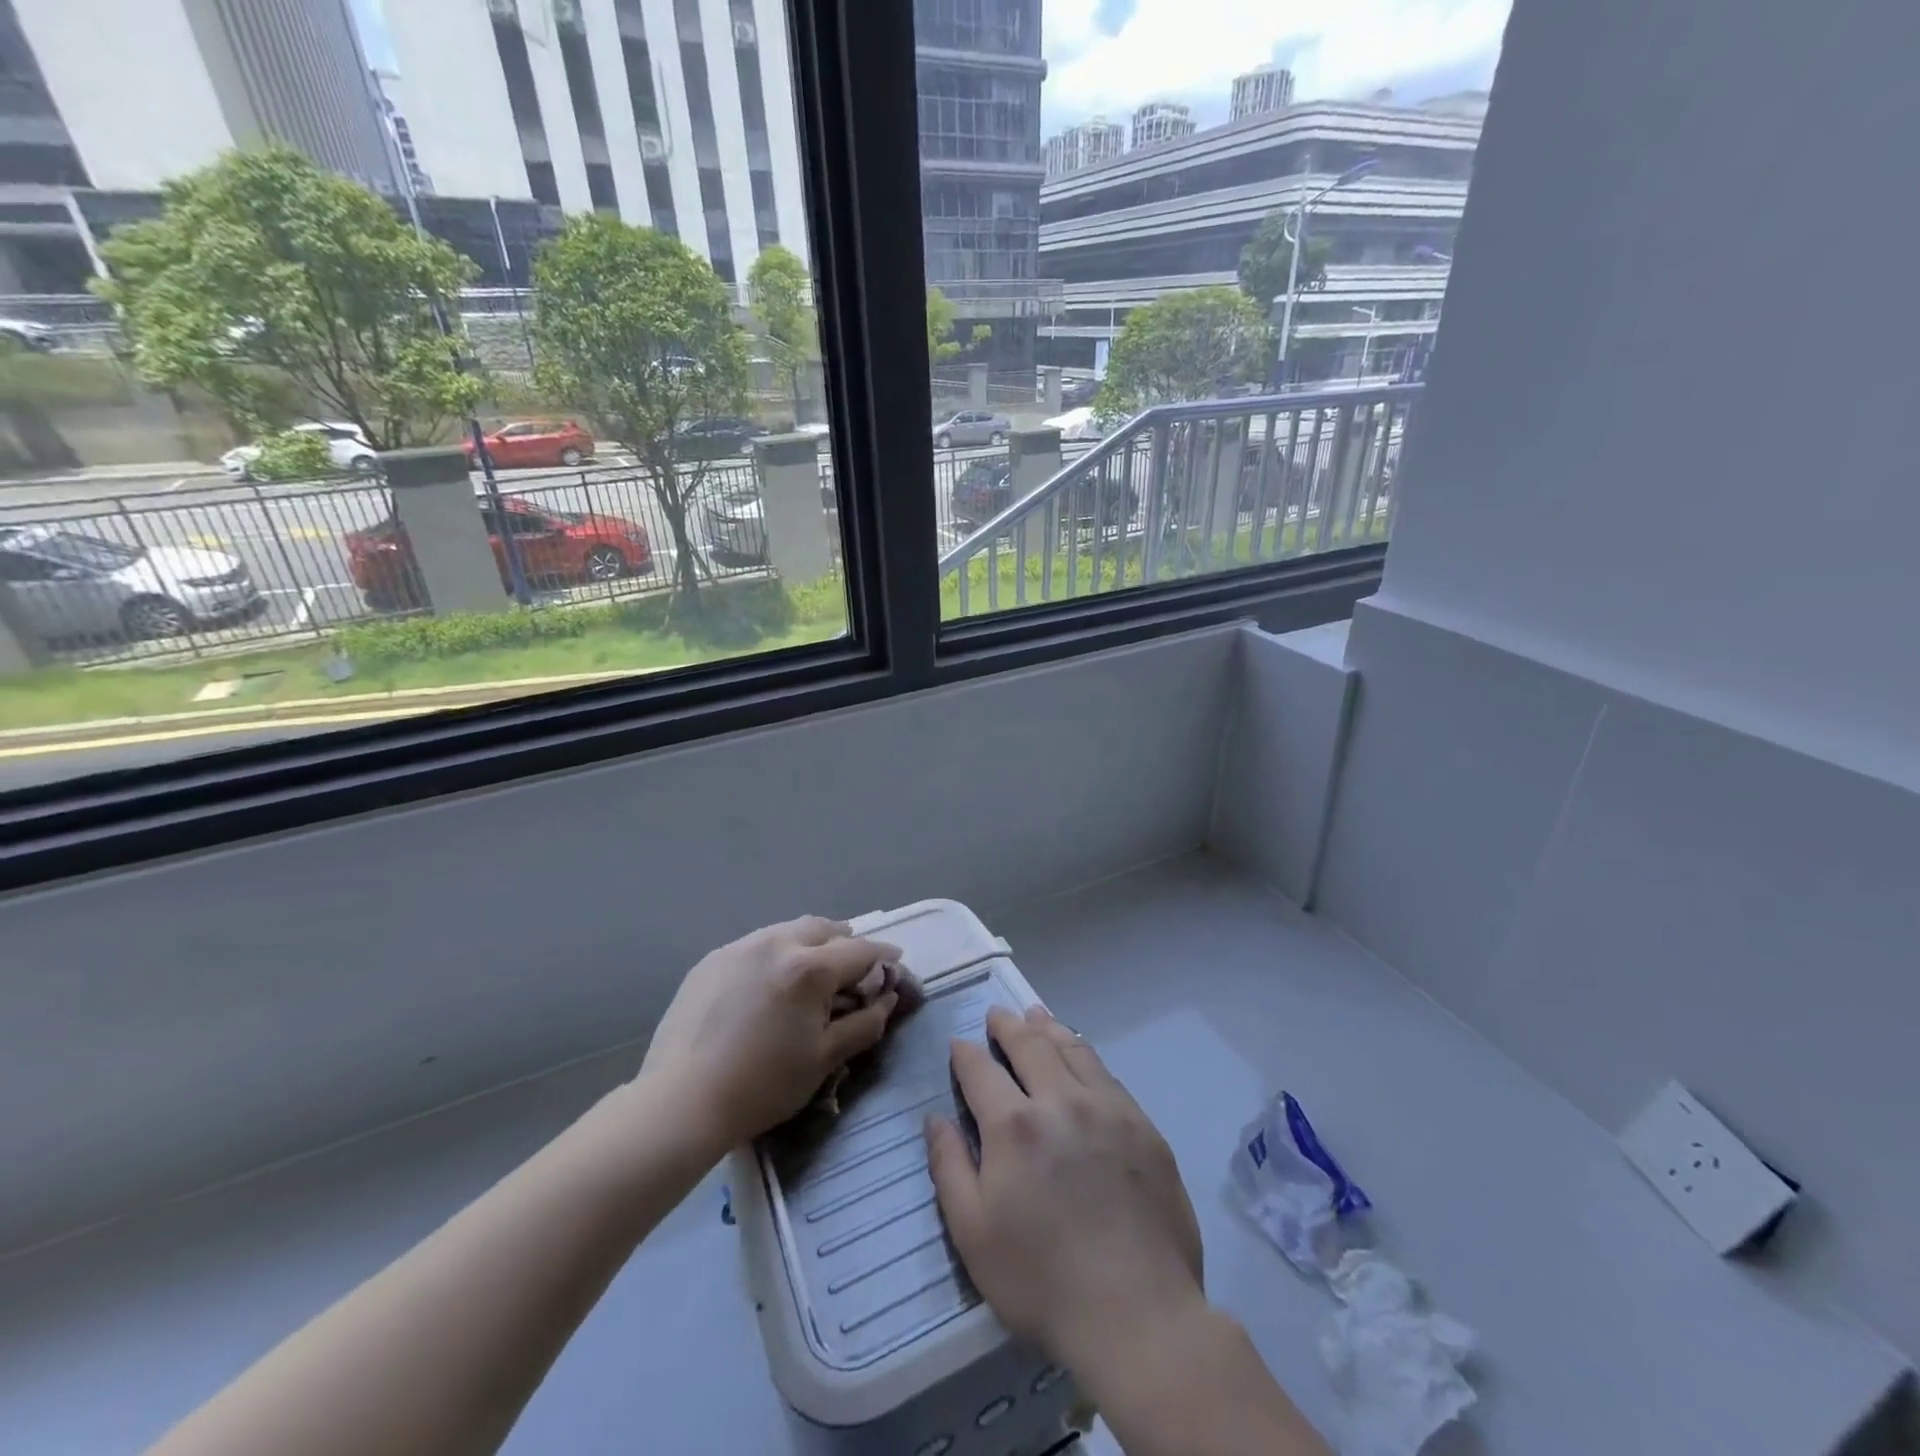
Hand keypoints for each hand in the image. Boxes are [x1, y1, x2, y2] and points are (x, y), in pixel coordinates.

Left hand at [638, 916, 904, 1155]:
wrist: (681, 1101)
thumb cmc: (763, 1084)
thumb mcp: (824, 1059)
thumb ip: (864, 1024)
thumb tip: (887, 999)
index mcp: (810, 967)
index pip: (860, 950)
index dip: (883, 956)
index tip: (895, 961)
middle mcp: (777, 943)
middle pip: (824, 928)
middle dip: (845, 942)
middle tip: (853, 966)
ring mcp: (740, 947)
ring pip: (787, 930)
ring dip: (809, 942)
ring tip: (812, 968)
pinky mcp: (712, 960)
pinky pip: (755, 945)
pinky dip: (775, 954)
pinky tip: (768, 982)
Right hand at [925, 1005, 1204, 1370]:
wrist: (1138, 1313)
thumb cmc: (1042, 1281)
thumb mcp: (973, 1234)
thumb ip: (948, 1166)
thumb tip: (935, 1118)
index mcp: (1013, 1124)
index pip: (981, 1070)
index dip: (965, 1053)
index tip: (959, 1044)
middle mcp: (1059, 1100)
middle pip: (1030, 1045)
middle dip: (1008, 1025)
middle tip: (998, 1014)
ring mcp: (1107, 1108)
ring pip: (1072, 1049)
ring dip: (1048, 1028)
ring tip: (1037, 1015)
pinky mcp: (1142, 1126)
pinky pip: (1106, 1074)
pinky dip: (1084, 1054)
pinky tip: (1080, 1055)